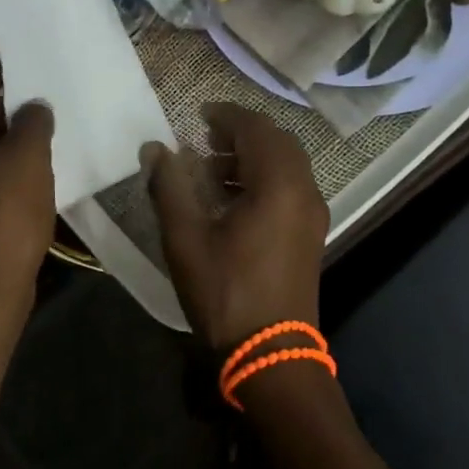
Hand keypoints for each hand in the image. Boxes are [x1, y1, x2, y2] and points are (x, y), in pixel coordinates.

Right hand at [143, 103, 327, 353]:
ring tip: (213, 170)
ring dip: (253, 156)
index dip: (227, 115)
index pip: (256, 129)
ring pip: (288, 165)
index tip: (199, 115)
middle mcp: (305, 191)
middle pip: (278, 142)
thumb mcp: (186, 239)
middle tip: (206, 137)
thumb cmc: (225, 293)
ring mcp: (313, 215)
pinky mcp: (311, 235)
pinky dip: (265, 179)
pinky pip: (291, 188)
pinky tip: (234, 200)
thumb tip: (155, 148)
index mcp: (279, 185)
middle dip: (242, 133)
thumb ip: (170, 186)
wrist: (270, 353)